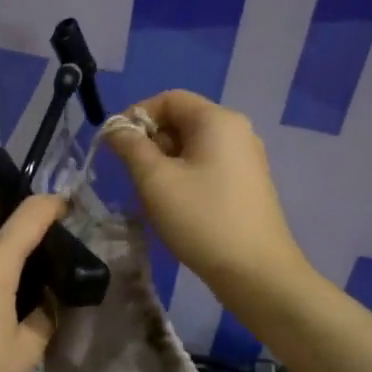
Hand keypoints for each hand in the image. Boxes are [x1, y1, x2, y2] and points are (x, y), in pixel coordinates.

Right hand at [103, 90, 306, 293]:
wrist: (256, 273)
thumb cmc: (202, 219)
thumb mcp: (155, 180)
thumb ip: (130, 146)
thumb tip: (115, 128)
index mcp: (217, 120)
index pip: (168, 99)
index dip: (136, 115)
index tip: (116, 146)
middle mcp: (236, 131)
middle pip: (181, 121)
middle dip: (149, 142)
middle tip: (132, 175)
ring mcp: (246, 158)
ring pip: (191, 146)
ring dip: (164, 163)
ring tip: (152, 195)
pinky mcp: (247, 184)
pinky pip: (207, 166)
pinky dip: (184, 177)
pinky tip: (176, 207)